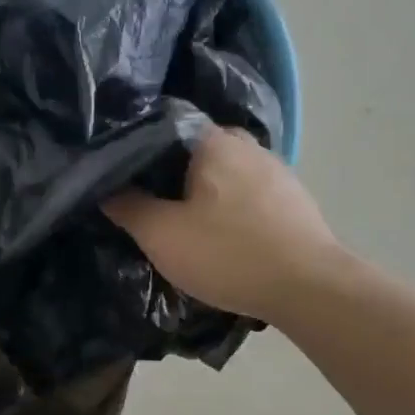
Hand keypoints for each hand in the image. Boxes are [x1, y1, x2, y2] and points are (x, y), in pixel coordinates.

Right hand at [103, 127, 340, 325]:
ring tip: (182, 223)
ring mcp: (276, 170)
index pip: (162, 127)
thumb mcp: (162, 235)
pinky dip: (228, 208)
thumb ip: (128, 207)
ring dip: (202, 193)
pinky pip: (246, 194)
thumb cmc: (228, 254)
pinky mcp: (293, 198)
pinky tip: (222, 235)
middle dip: (169, 174)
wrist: (309, 287)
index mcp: (213, 141)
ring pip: (222, 173)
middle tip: (147, 204)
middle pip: (193, 150)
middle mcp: (246, 144)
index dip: (136, 151)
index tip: (119, 177)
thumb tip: (105, 187)